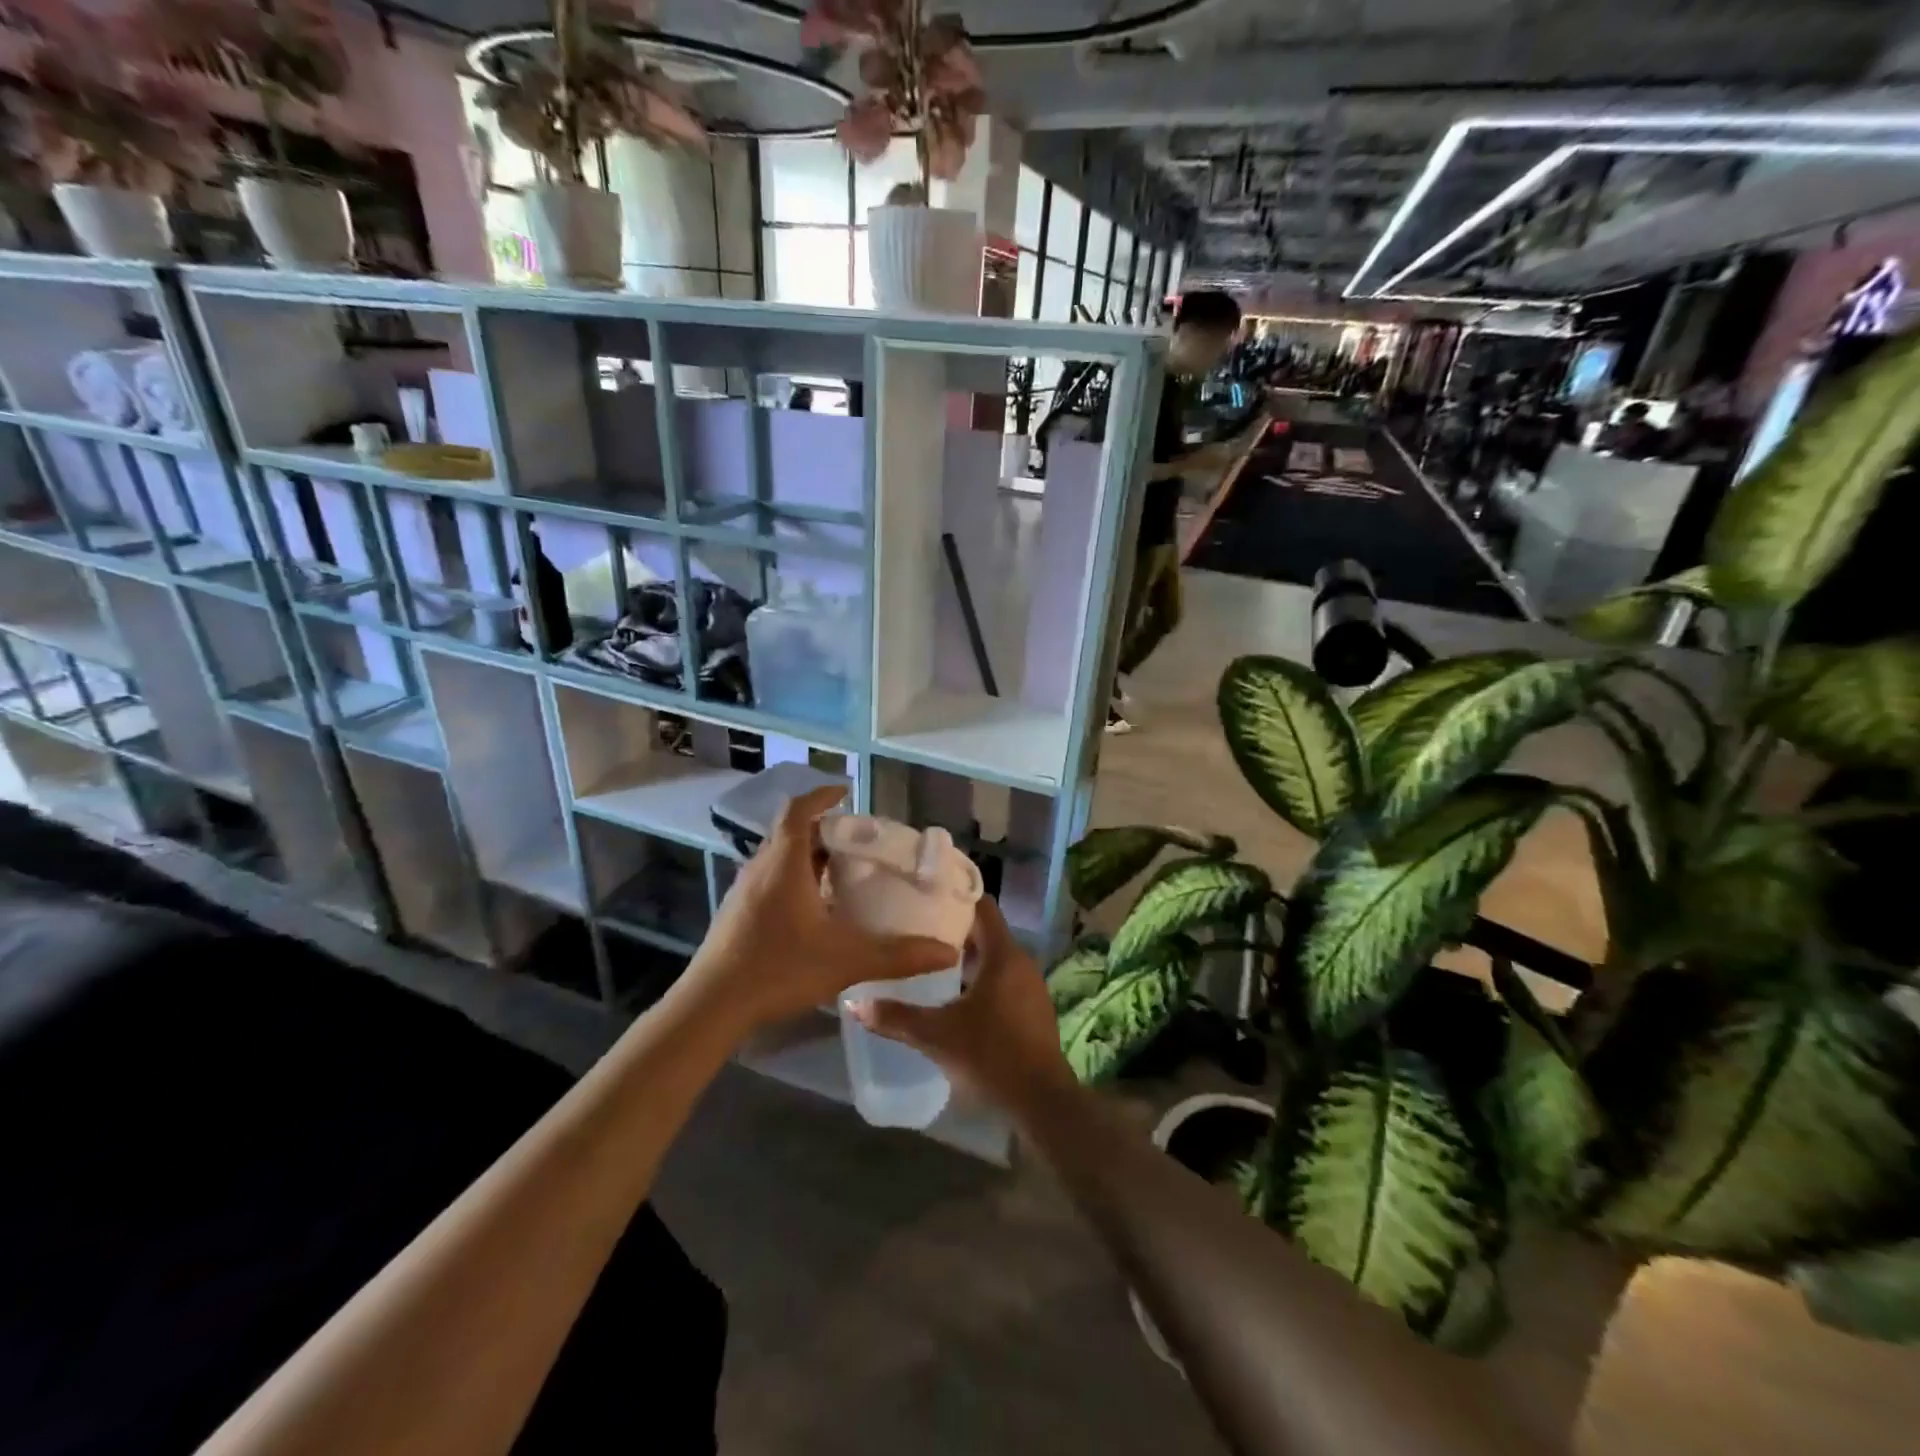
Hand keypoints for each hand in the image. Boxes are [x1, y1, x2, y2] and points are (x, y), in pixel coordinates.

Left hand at [685, 786, 957, 1032]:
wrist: (712, 1006)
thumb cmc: (777, 969)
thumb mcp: (846, 960)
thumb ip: (898, 955)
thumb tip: (948, 952)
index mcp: (783, 864)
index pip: (798, 810)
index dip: (821, 796)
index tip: (845, 792)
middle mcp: (760, 868)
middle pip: (790, 832)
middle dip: (823, 830)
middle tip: (857, 841)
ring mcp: (743, 891)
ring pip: (778, 858)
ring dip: (807, 856)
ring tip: (840, 872)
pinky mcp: (736, 914)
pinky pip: (769, 880)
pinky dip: (793, 879)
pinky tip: (813, 910)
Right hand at [848, 897, 1073, 1110]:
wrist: (1041, 1101)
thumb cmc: (991, 1055)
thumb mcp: (937, 1035)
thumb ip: (896, 1017)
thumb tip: (854, 1002)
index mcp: (1004, 955)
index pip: (984, 908)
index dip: (958, 897)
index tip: (928, 895)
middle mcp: (1021, 962)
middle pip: (987, 932)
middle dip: (955, 930)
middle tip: (918, 929)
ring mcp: (1030, 987)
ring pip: (995, 958)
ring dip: (967, 957)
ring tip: (929, 960)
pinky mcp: (1032, 1009)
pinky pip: (1003, 980)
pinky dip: (980, 979)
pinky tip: (954, 995)